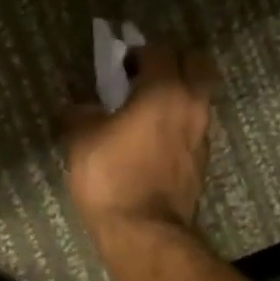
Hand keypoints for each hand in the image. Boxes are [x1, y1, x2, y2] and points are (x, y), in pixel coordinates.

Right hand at [64, 44, 218, 237]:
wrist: (143, 231)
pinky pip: (194, 125)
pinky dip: (178, 122)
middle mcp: (192, 105)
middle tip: (145, 76)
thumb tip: (77, 106)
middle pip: (196, 64)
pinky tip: (152, 138)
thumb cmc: (110, 176)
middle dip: (173, 62)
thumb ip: (80, 114)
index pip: (160, 50)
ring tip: (146, 109)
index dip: (137, 52)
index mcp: (164, 91)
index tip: (118, 66)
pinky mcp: (201, 159)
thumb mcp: (81, 141)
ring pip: (199, 96)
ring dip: (178, 93)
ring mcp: (202, 133)